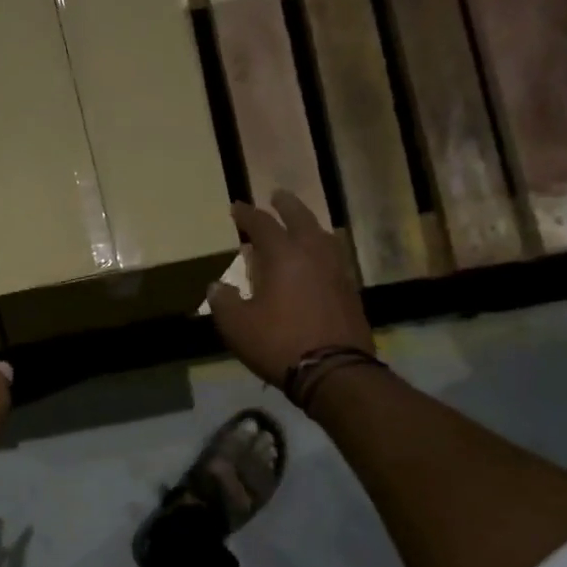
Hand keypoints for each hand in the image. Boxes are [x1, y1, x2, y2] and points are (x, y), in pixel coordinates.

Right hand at [208, 191, 372, 386]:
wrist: (334, 370)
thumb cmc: (279, 343)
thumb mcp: (238, 326)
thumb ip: (224, 302)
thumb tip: (216, 287)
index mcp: (283, 256)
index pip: (263, 225)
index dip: (247, 215)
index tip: (236, 207)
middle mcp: (313, 254)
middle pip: (301, 218)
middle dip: (286, 206)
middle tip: (277, 196)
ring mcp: (336, 271)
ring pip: (323, 236)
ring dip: (309, 226)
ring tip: (300, 225)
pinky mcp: (349, 291)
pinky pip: (333, 258)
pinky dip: (321, 251)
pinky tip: (316, 262)